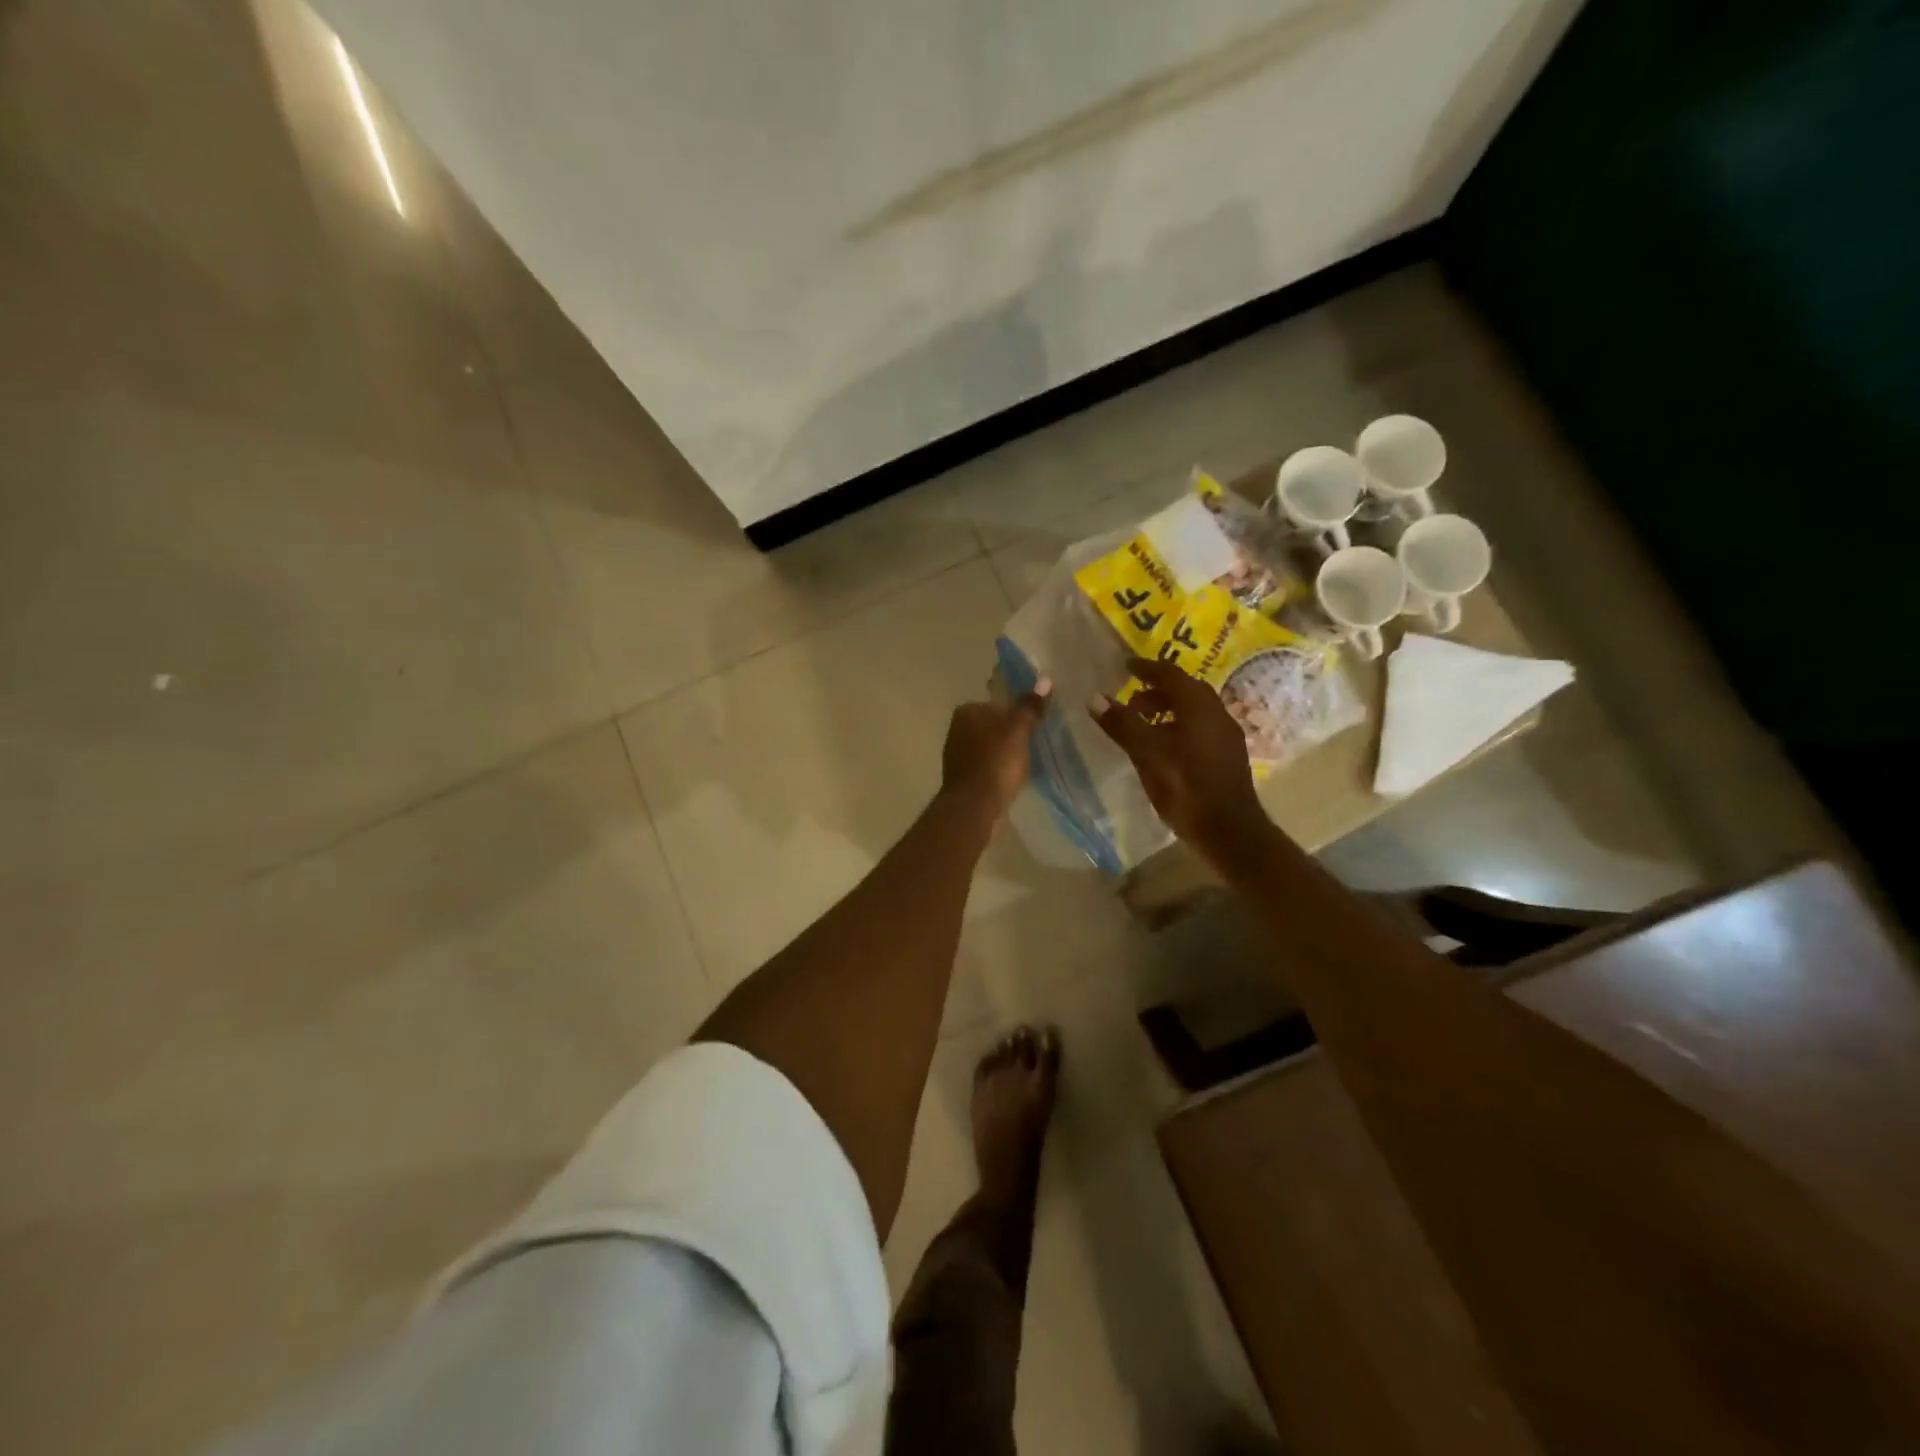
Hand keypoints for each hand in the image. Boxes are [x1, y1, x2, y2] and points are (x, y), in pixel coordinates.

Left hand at [942, 679, 1052, 819]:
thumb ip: (1030, 707)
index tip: (1035, 725)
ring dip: (1005, 753)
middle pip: (993, 725)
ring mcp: (957, 755)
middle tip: (1035, 744)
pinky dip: (999, 769)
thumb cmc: (996, 761)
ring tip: (1027, 762)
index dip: (1017, 713)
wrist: (974, 806)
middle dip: (1011, 733)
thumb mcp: (1018, 730)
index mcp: (967, 711)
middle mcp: (957, 729)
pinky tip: (1012, 778)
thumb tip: (1045, 680)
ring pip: (989, 747)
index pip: (997, 703)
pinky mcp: (962, 778)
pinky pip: (987, 766)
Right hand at [1089, 656, 1272, 863]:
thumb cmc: (1185, 787)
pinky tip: (1165, 747)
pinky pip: (1201, 727)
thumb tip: (1095, 698)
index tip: (1126, 666)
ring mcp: (1226, 735)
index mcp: (1199, 707)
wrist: (1229, 830)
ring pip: (1195, 710)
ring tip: (1144, 725)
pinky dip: (1180, 725)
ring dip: (1169, 709)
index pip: (1171, 675)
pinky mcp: (1229, 755)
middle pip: (1186, 691)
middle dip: (1158, 690)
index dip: (1147, 668)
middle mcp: (1217, 713)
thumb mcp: (1147, 754)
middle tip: (1132, 699)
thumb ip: (1122, 724)